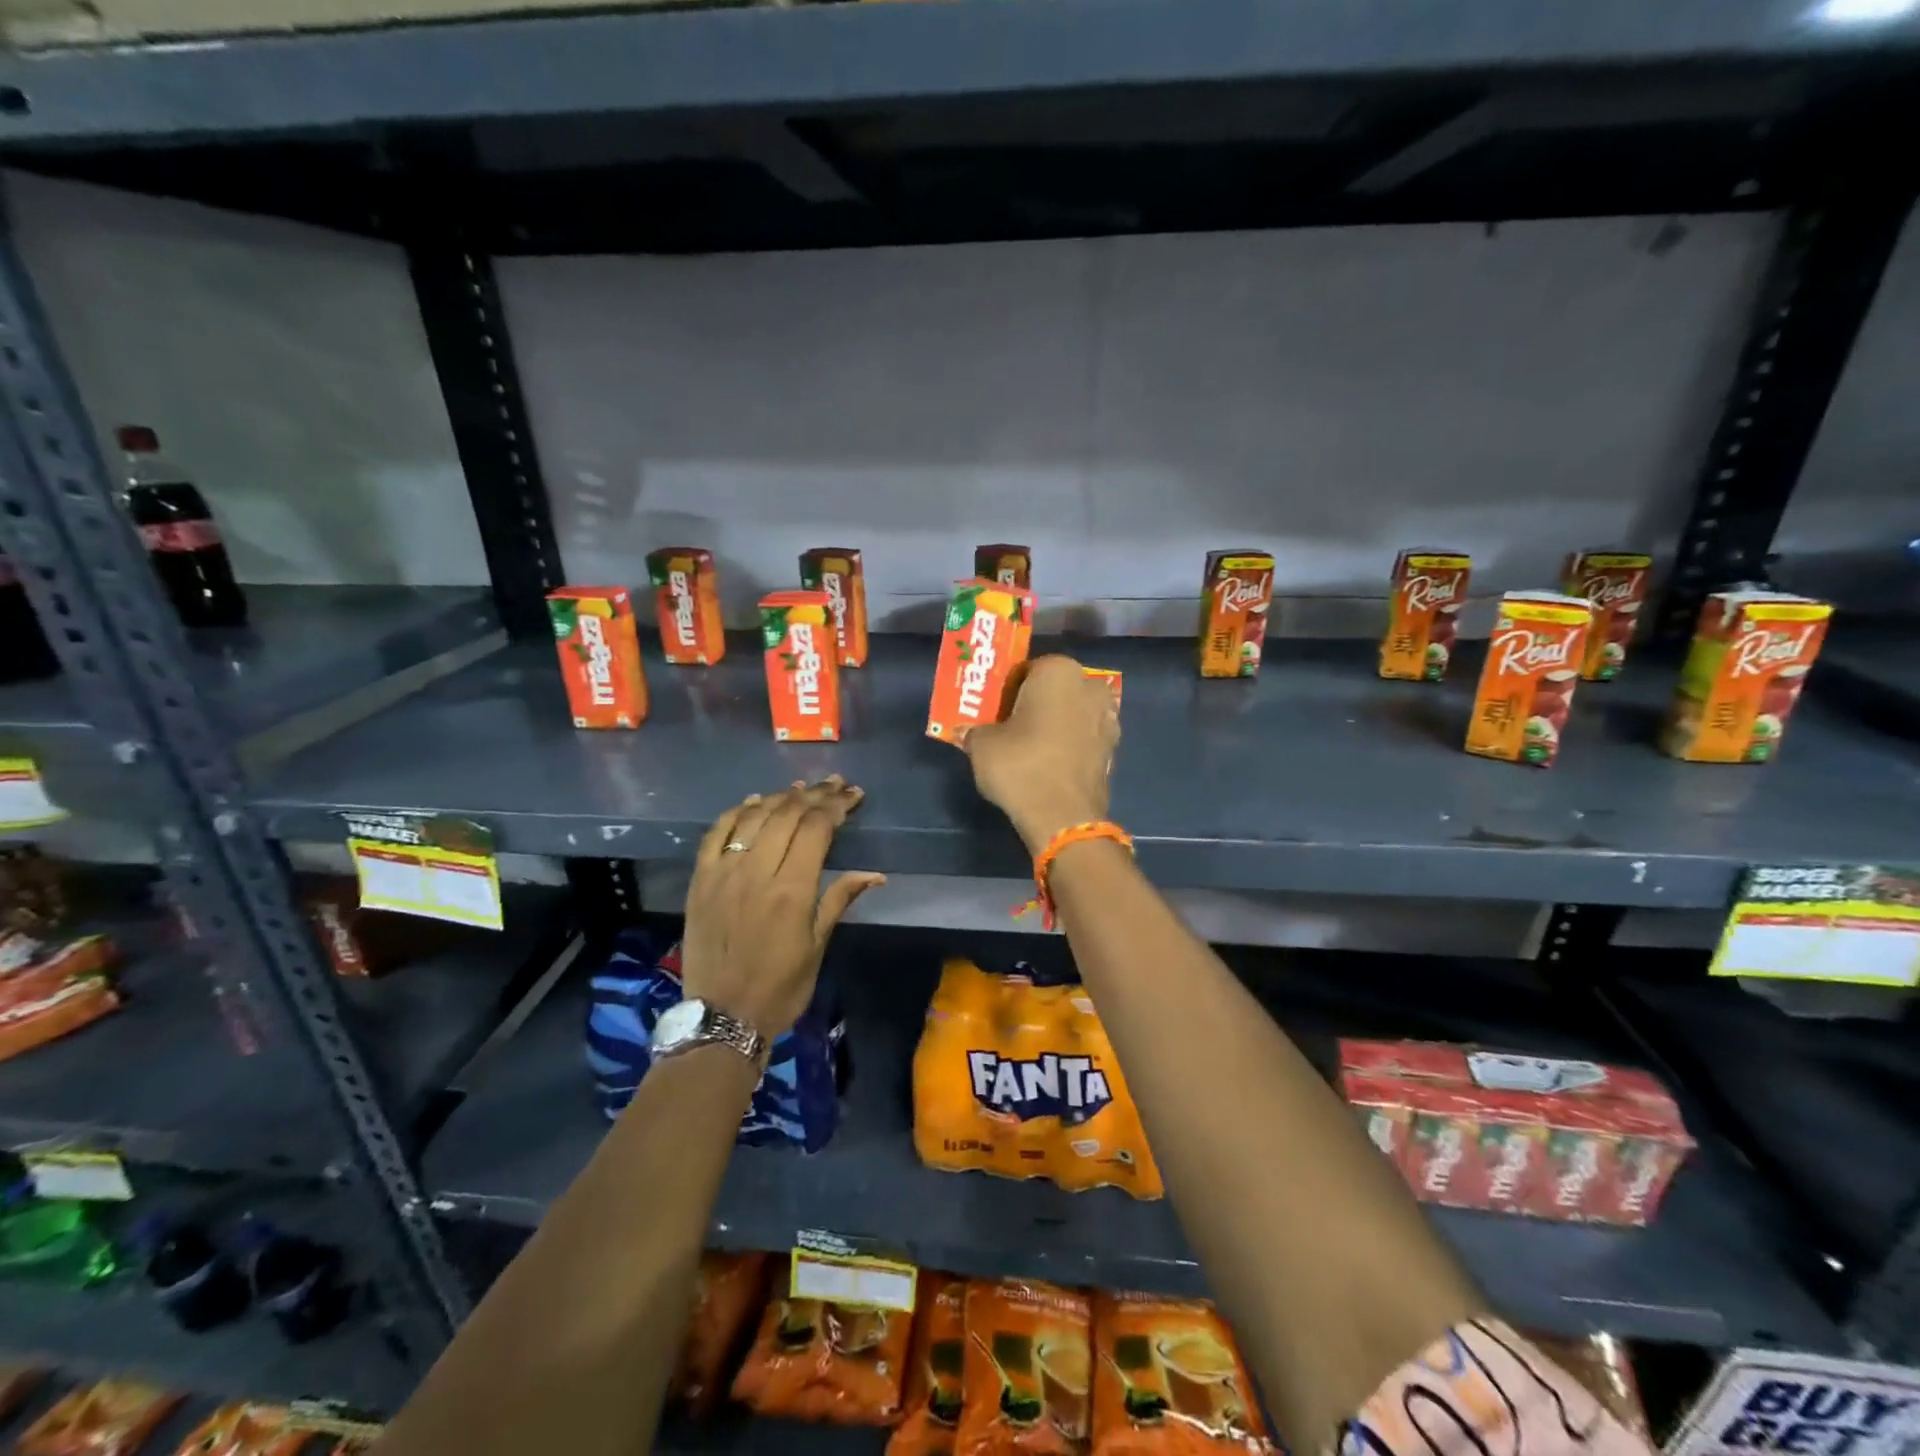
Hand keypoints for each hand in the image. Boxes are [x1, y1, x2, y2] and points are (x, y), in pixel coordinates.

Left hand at [681, 777, 884, 1038]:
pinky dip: (737, 812)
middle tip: (834, 784)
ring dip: (780, 797)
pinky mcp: (700, 880)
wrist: (721, 1016)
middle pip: (787, 815)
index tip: (853, 795)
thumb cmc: (780, 987)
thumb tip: (875, 874)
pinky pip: (716, 833)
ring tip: (801, 788)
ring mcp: (723, 873)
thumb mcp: (818, 946)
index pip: (816, 829)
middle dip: (814, 794)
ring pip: (754, 818)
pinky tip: (753, 802)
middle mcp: (756, 872)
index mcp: (792, 890)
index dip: (837, 806)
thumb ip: (840, 900)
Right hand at [964, 655, 1119, 853]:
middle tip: (1009, 727)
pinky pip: (1083, 737)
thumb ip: (975, 729)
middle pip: (1054, 689)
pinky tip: (1048, 764)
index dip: (1007, 690)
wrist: (1063, 817)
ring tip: (1028, 748)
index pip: (1026, 669)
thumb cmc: (1020, 766)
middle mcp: (1089, 686)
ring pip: (1071, 713)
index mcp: (1058, 670)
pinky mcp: (1114, 749)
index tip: (994, 711)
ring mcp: (1108, 718)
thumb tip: (970, 732)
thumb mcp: (981, 744)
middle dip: (1035, 703)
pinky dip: (1068, 745)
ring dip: (1054, 724)